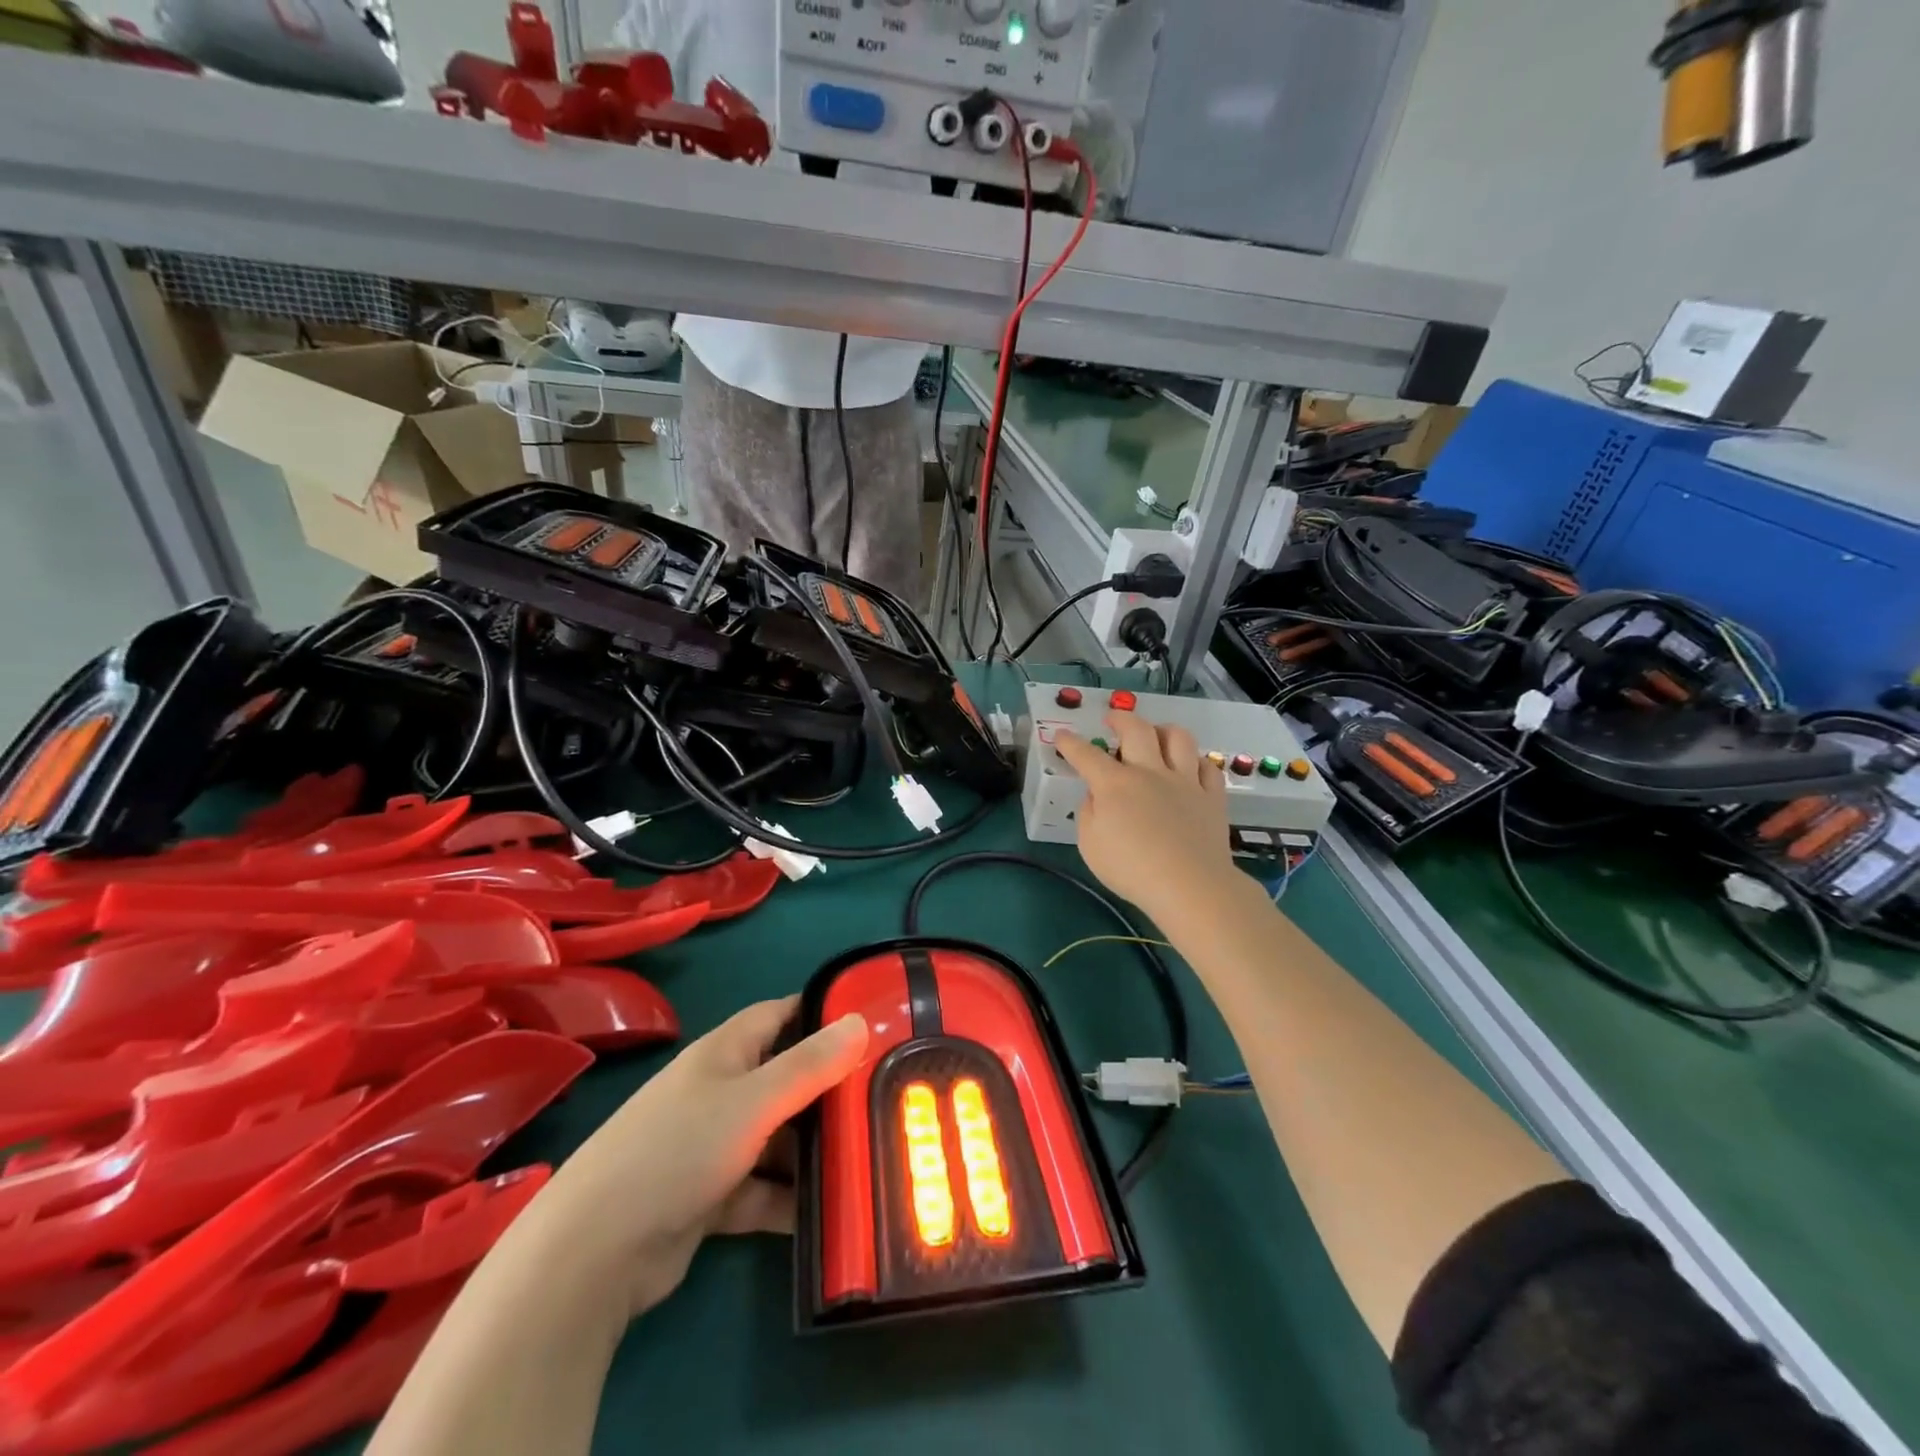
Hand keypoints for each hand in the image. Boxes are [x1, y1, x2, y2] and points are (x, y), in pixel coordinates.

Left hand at [529, 997, 868, 1319]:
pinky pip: (762, 1189)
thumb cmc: (676, 1151)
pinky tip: (831, 1214)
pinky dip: (790, 1199)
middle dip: (828, 1089)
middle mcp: (719, 1091)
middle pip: (784, 1078)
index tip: (871, 1023)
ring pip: (776, 1137)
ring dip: (813, 1149)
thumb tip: (861, 1019)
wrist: (593, 1254)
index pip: (780, 1015)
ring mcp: (712, 1146)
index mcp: (723, 1053)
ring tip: (867, 1156)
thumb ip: (810, 1065)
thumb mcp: (753, 1101)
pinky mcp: (709, 1198)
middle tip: (883, 1097)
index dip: (821, 1013)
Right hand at [1056, 712, 1235, 923]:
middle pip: (1137, 729)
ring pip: (1178, 738)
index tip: (1062, 735)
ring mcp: (1185, 781)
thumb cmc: (1132, 870)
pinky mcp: (1212, 796)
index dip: (1070, 743)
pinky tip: (1190, 768)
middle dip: (1120, 718)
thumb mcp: (1090, 846)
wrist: (1190, 886)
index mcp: (1115, 784)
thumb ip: (1089, 814)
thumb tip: (1096, 796)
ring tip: (1156, 734)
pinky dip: (1196, 762)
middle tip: (1112, 719)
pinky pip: (1207, 766)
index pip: (1086, 754)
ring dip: (1163, 730)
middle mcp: (1150, 772)